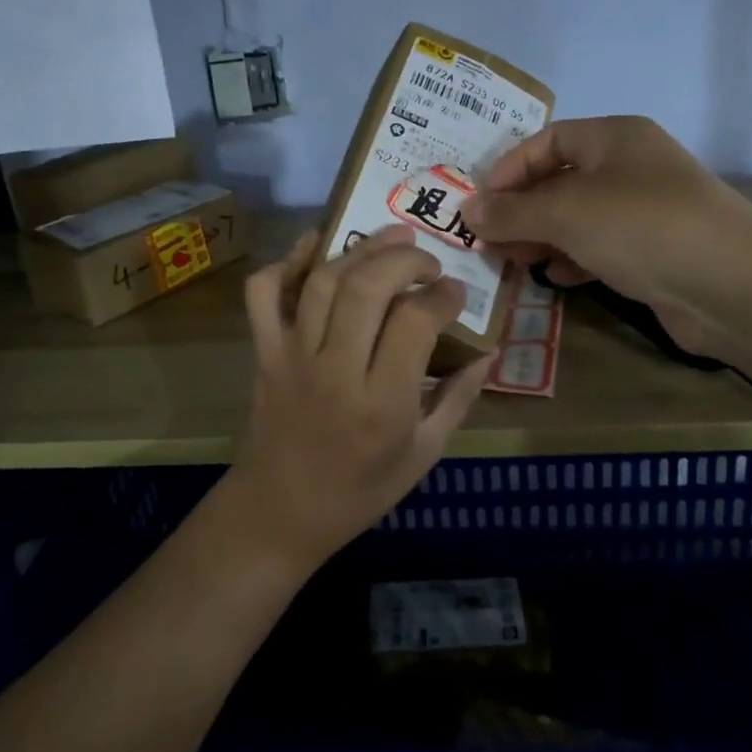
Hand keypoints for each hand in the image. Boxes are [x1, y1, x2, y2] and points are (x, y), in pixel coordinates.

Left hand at [230, 224, 490, 572]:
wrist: (279, 514)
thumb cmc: (359, 491)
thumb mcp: (423, 454)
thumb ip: (459, 399)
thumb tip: (488, 351)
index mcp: (382, 404)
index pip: (415, 321)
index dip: (443, 295)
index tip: (456, 291)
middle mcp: (336, 371)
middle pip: (367, 286)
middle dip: (404, 258)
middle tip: (427, 261)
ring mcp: (293, 357)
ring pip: (323, 282)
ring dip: (360, 249)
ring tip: (391, 238)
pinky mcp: (264, 353)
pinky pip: (263, 294)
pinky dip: (285, 262)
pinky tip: (315, 247)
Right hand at [460, 116, 751, 356]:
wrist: (733, 284)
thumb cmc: (641, 227)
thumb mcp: (565, 212)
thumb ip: (512, 212)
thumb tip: (468, 210)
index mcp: (613, 138)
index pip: (546, 141)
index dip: (508, 170)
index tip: (479, 205)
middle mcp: (630, 167)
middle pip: (560, 180)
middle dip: (521, 210)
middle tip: (490, 242)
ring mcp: (646, 210)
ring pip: (579, 217)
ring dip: (543, 238)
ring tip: (514, 262)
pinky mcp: (655, 251)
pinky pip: (601, 247)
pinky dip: (574, 258)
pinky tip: (557, 278)